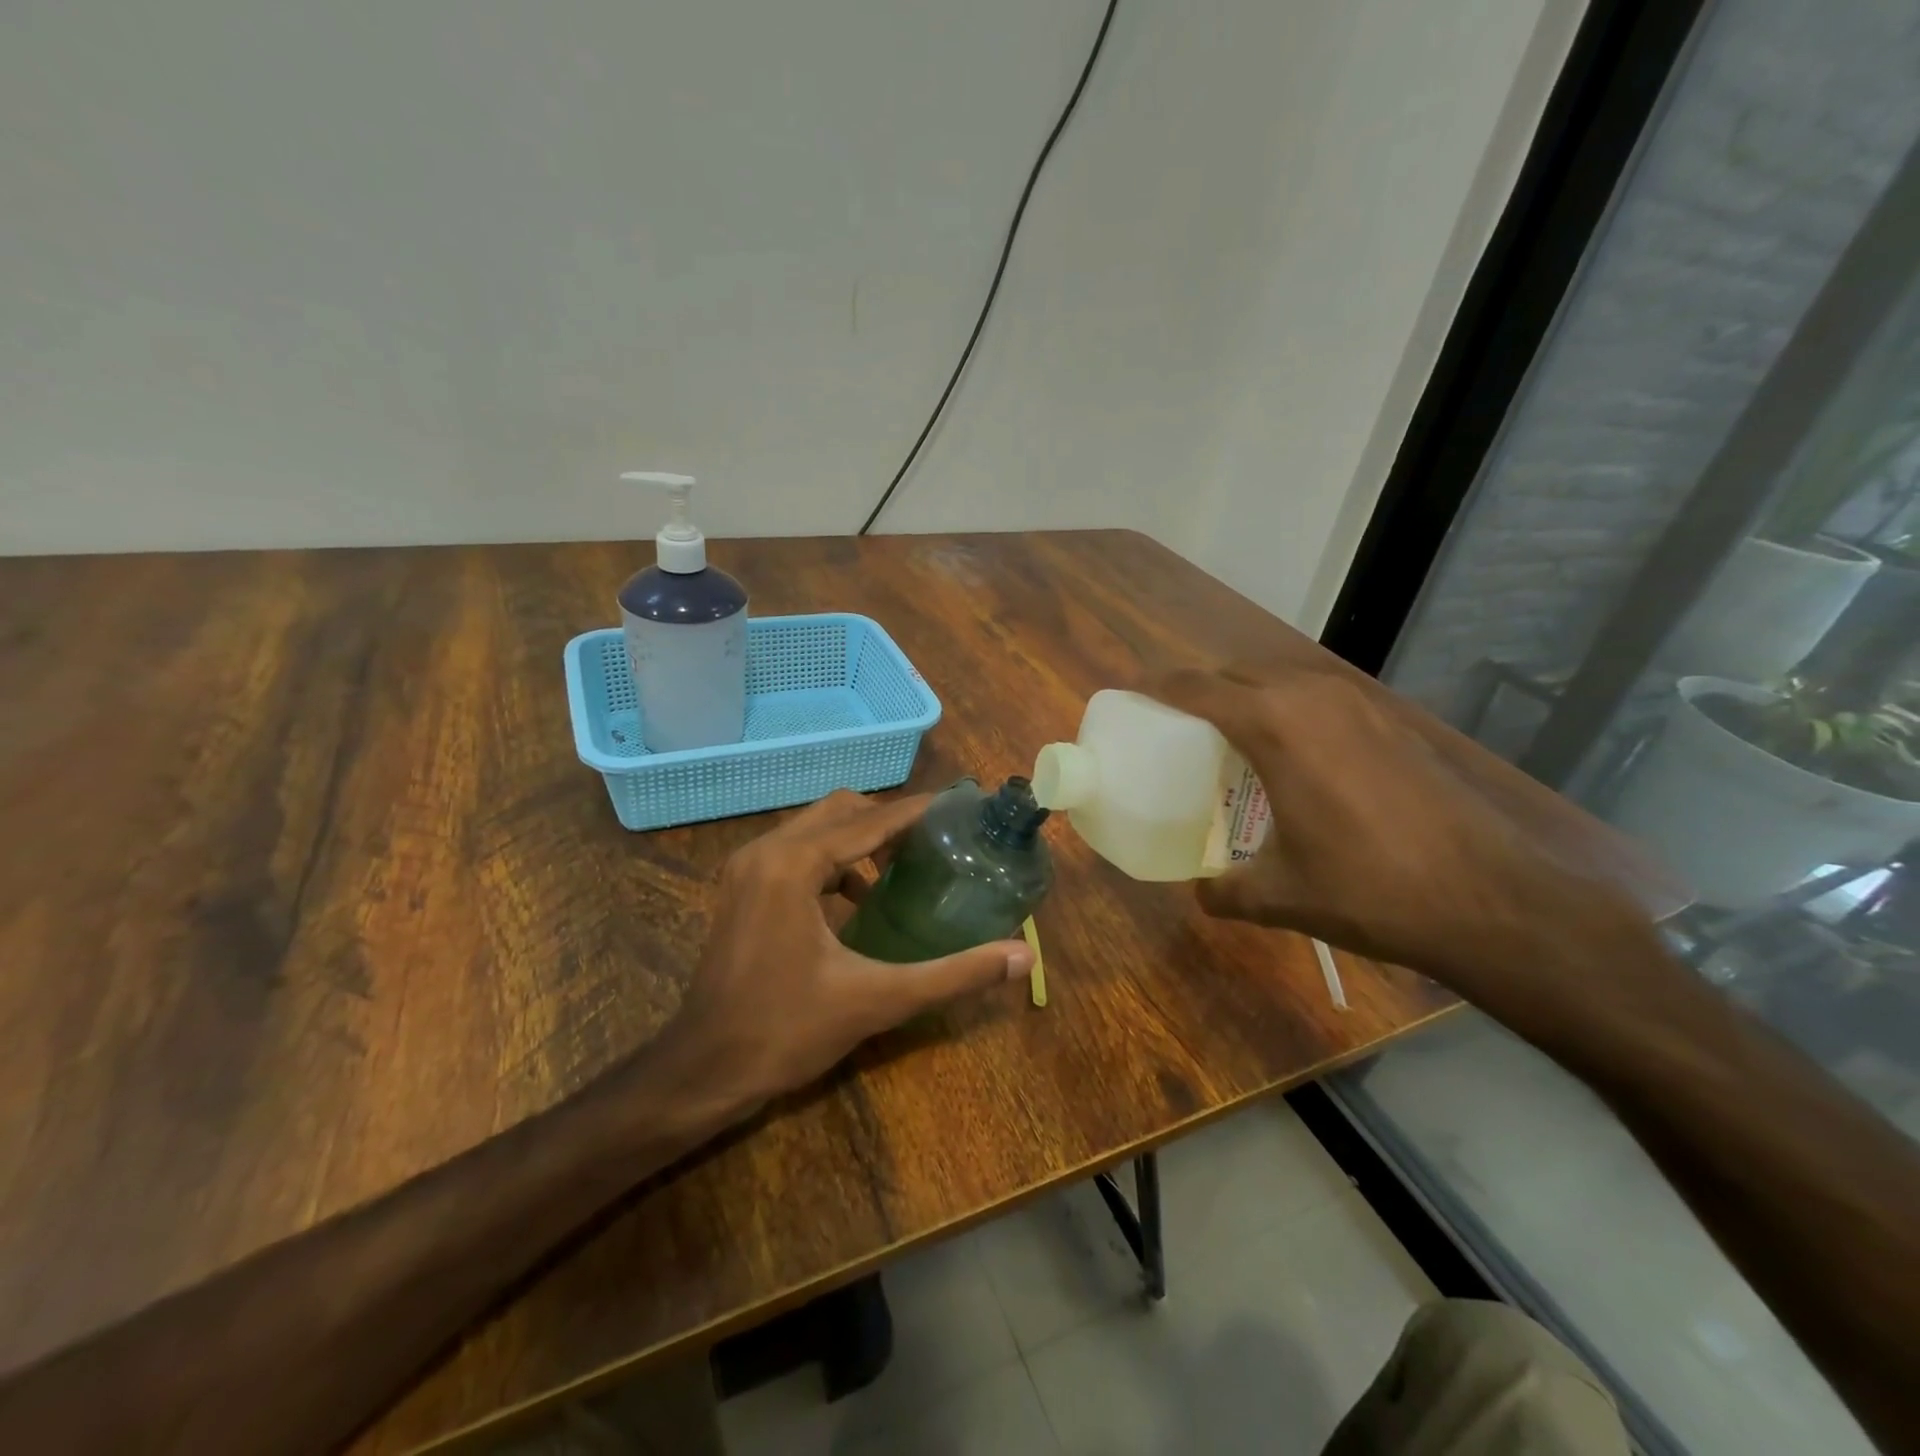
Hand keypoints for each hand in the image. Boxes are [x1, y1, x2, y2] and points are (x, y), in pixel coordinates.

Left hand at [662, 789, 1034, 1113]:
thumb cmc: (786, 1031)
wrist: (703, 1070)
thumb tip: (1023, 956)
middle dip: (889, 820)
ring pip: (816, 827)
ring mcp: (747, 867)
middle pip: (841, 810)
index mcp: (793, 864)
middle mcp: (766, 851)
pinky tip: (860, 898)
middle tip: (936, 841)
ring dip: (860, 838)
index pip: (870, 820)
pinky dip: (834, 859)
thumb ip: (953, 975)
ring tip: (906, 865)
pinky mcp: (741, 887)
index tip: (961, 806)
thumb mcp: (877, 1000)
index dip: (918, 812)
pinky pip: (797, 851)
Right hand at [1148, 664, 1649, 1006]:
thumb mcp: (1281, 896)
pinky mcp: (1392, 721)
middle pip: (1238, 673)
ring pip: (1283, 680)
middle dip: (1203, 690)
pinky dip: (1292, 711)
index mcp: (1275, 724)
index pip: (1197, 687)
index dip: (1158, 688)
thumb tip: (1202, 892)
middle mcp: (1314, 697)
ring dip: (1250, 697)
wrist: (1493, 898)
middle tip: (1179, 727)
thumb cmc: (1369, 888)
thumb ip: (1226, 890)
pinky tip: (1296, 758)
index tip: (1132, 695)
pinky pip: (1320, 699)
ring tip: (1233, 739)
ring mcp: (1360, 704)